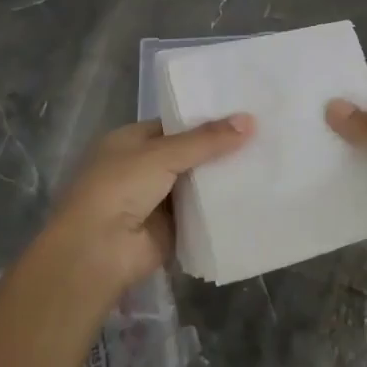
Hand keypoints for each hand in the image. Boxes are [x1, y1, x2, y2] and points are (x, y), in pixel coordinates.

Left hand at [46, 115, 253, 293]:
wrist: (98, 252)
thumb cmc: (119, 188)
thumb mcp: (163, 154)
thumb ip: (207, 140)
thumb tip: (250, 120)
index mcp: (130, 141)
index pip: (175, 125)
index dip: (206, 120)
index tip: (243, 115)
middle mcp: (142, 168)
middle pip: (189, 154)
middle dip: (220, 150)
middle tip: (264, 136)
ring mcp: (156, 200)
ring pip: (197, 184)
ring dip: (223, 179)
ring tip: (267, 161)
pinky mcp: (171, 229)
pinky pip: (201, 213)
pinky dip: (221, 207)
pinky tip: (254, 195)